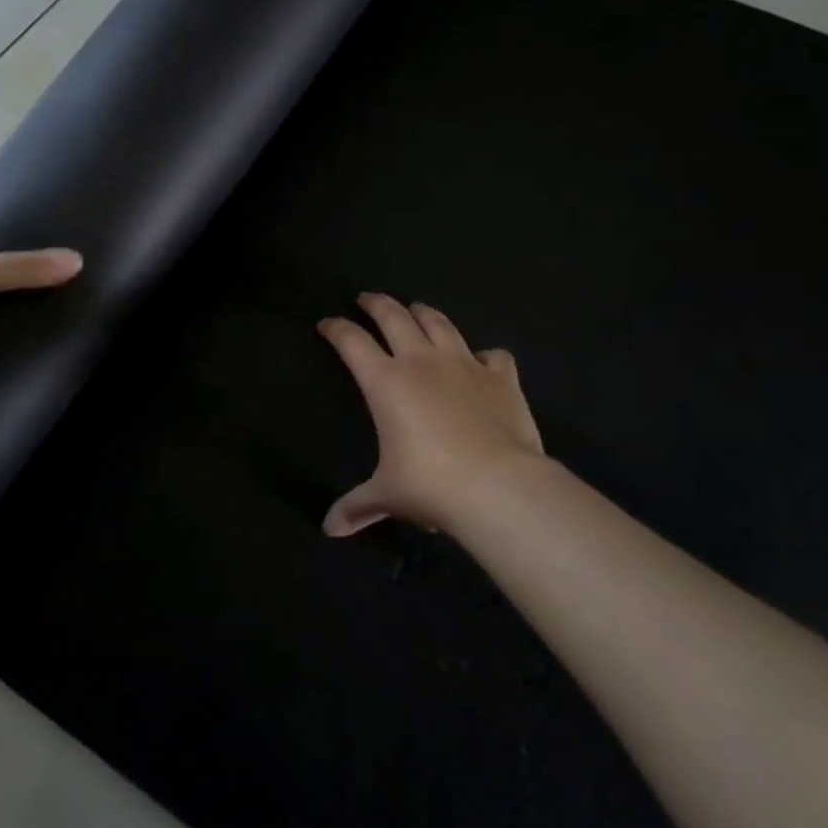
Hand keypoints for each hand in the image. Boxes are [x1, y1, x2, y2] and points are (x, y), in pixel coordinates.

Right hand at [318, 294, 544, 535]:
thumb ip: (357, 506)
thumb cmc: (431, 485)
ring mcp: (464, 364)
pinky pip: (493, 355)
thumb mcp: (388, 495)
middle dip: (377, 304)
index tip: (327, 324)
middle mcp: (422, 362)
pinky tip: (482, 360)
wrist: (498, 486)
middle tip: (368, 298)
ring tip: (416, 310)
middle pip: (394, 317)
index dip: (336, 328)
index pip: (352, 342)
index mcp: (386, 383)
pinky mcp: (501, 377)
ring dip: (424, 313)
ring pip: (440, 323)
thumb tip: (329, 529)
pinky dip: (484, 355)